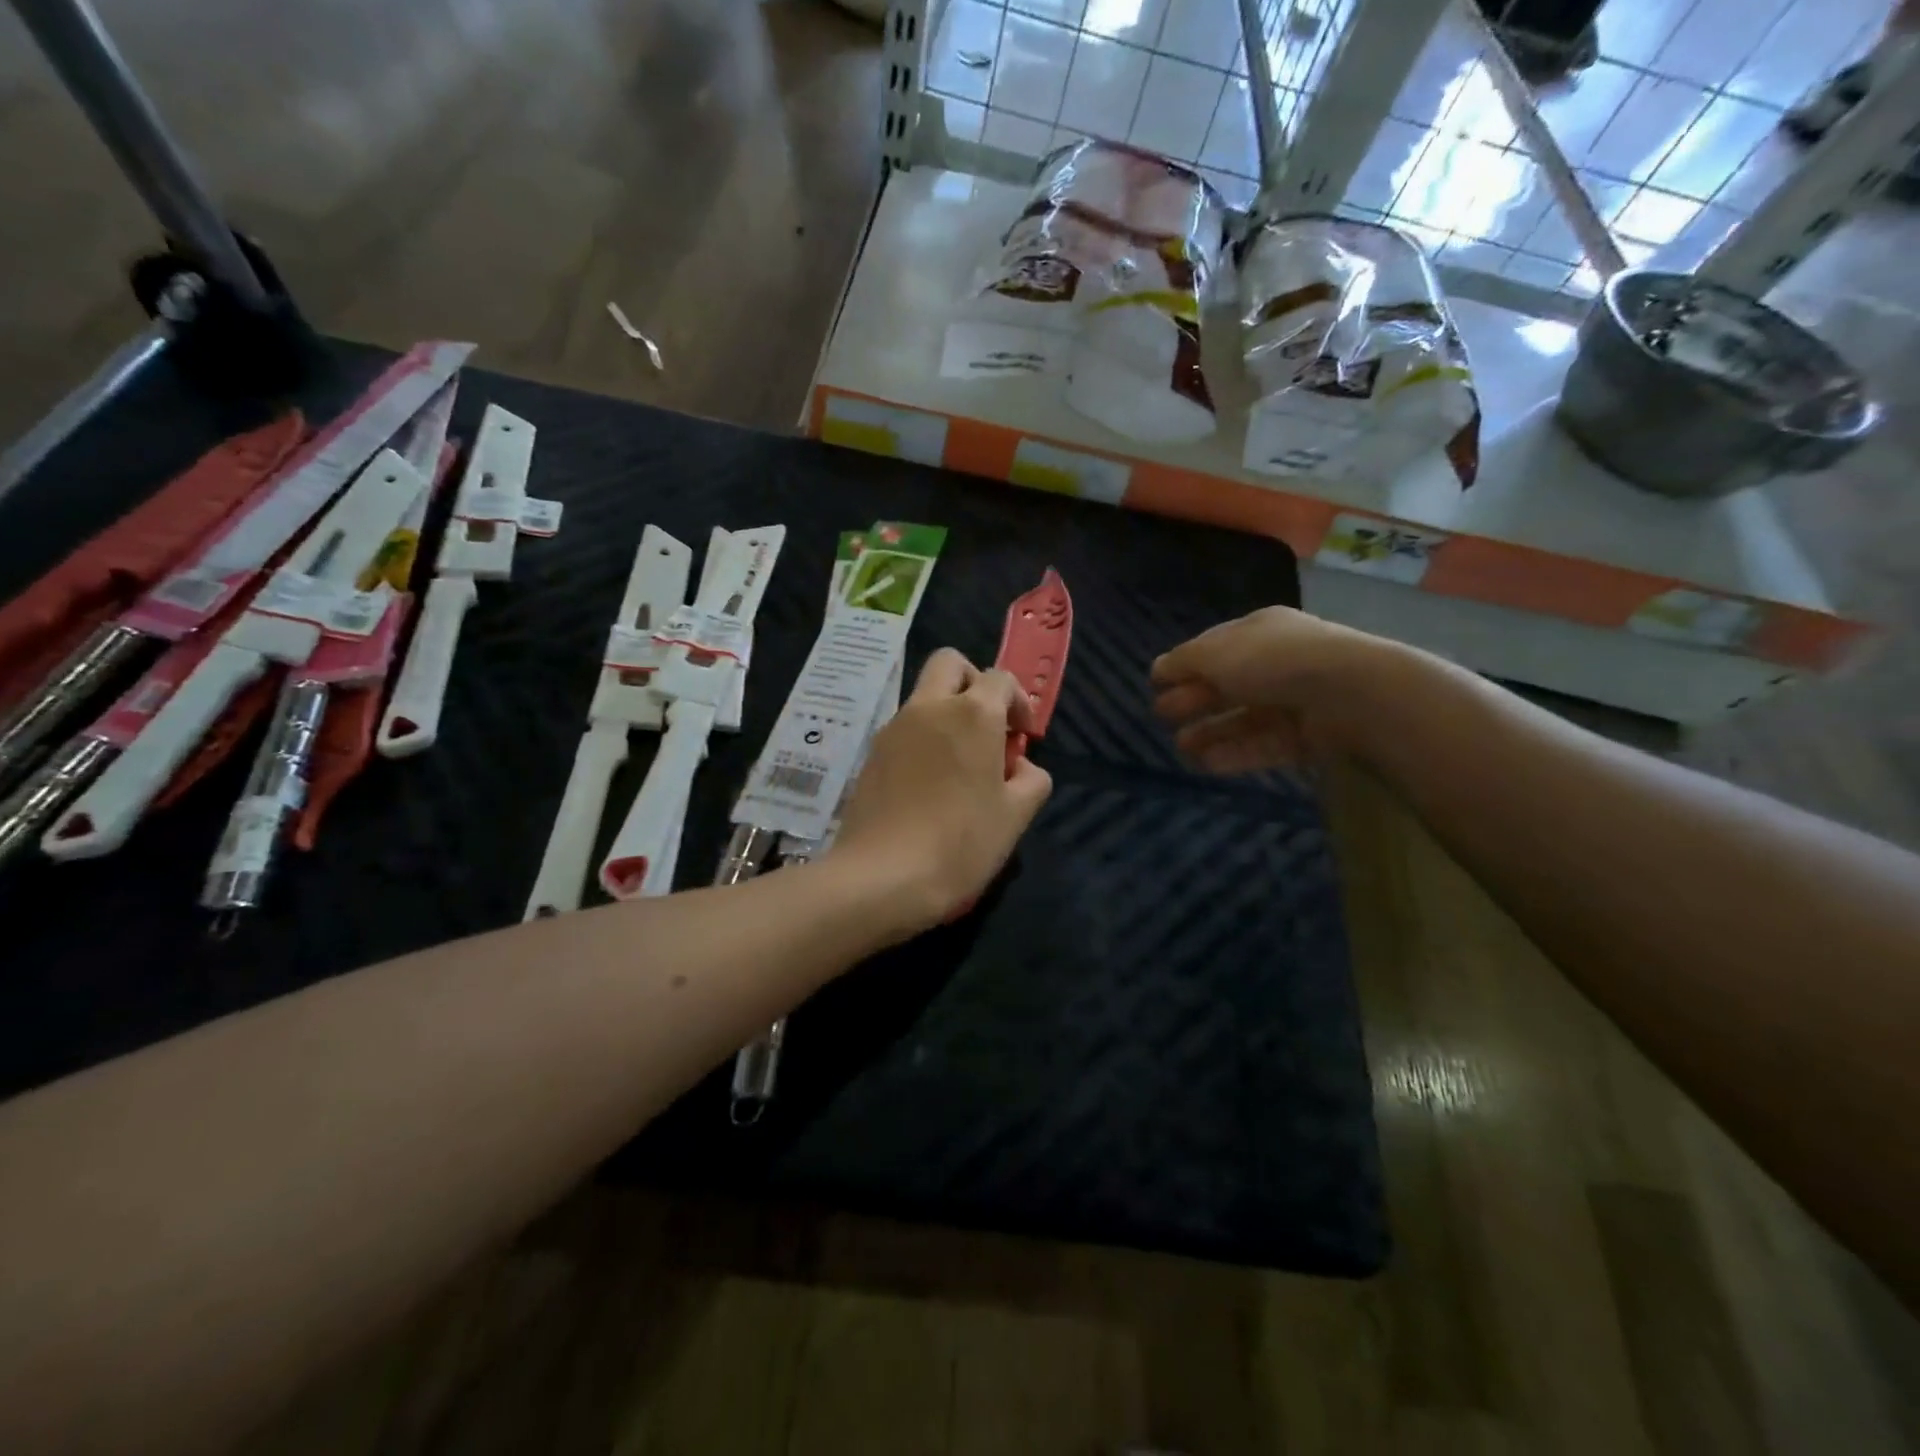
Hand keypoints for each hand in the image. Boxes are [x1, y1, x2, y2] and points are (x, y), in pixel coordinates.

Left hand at [831, 648, 1053, 931]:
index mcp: (972, 713)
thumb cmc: (960, 843)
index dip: (1018, 702)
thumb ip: (1031, 778)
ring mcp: (894, 728)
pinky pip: (904, 728)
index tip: (1022, 738)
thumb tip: (1016, 765)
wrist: (881, 877)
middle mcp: (929, 707)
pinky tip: (930, 784)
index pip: (1000, 678)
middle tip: (987, 727)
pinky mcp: (871, 754)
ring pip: (924, 696)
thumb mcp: (1016, 816)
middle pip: (950, 664)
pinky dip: (923, 738)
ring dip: (947, 712)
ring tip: (960, 764)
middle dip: (974, 683)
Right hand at [1151, 607, 1404, 772]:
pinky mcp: (1308, 737)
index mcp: (1258, 633)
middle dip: (1193, 700)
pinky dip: (1235, 753)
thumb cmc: (1272, 661)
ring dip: (1210, 732)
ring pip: (1244, 718)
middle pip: (1227, 684)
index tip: (1156, 685)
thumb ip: (1182, 662)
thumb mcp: (1215, 653)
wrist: (1348, 692)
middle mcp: (1277, 663)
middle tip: (1161, 717)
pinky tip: (1206, 765)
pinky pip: (1265, 745)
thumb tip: (1156, 670)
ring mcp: (1295, 701)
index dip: (1184, 666)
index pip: (1214, 648)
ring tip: (1180, 749)